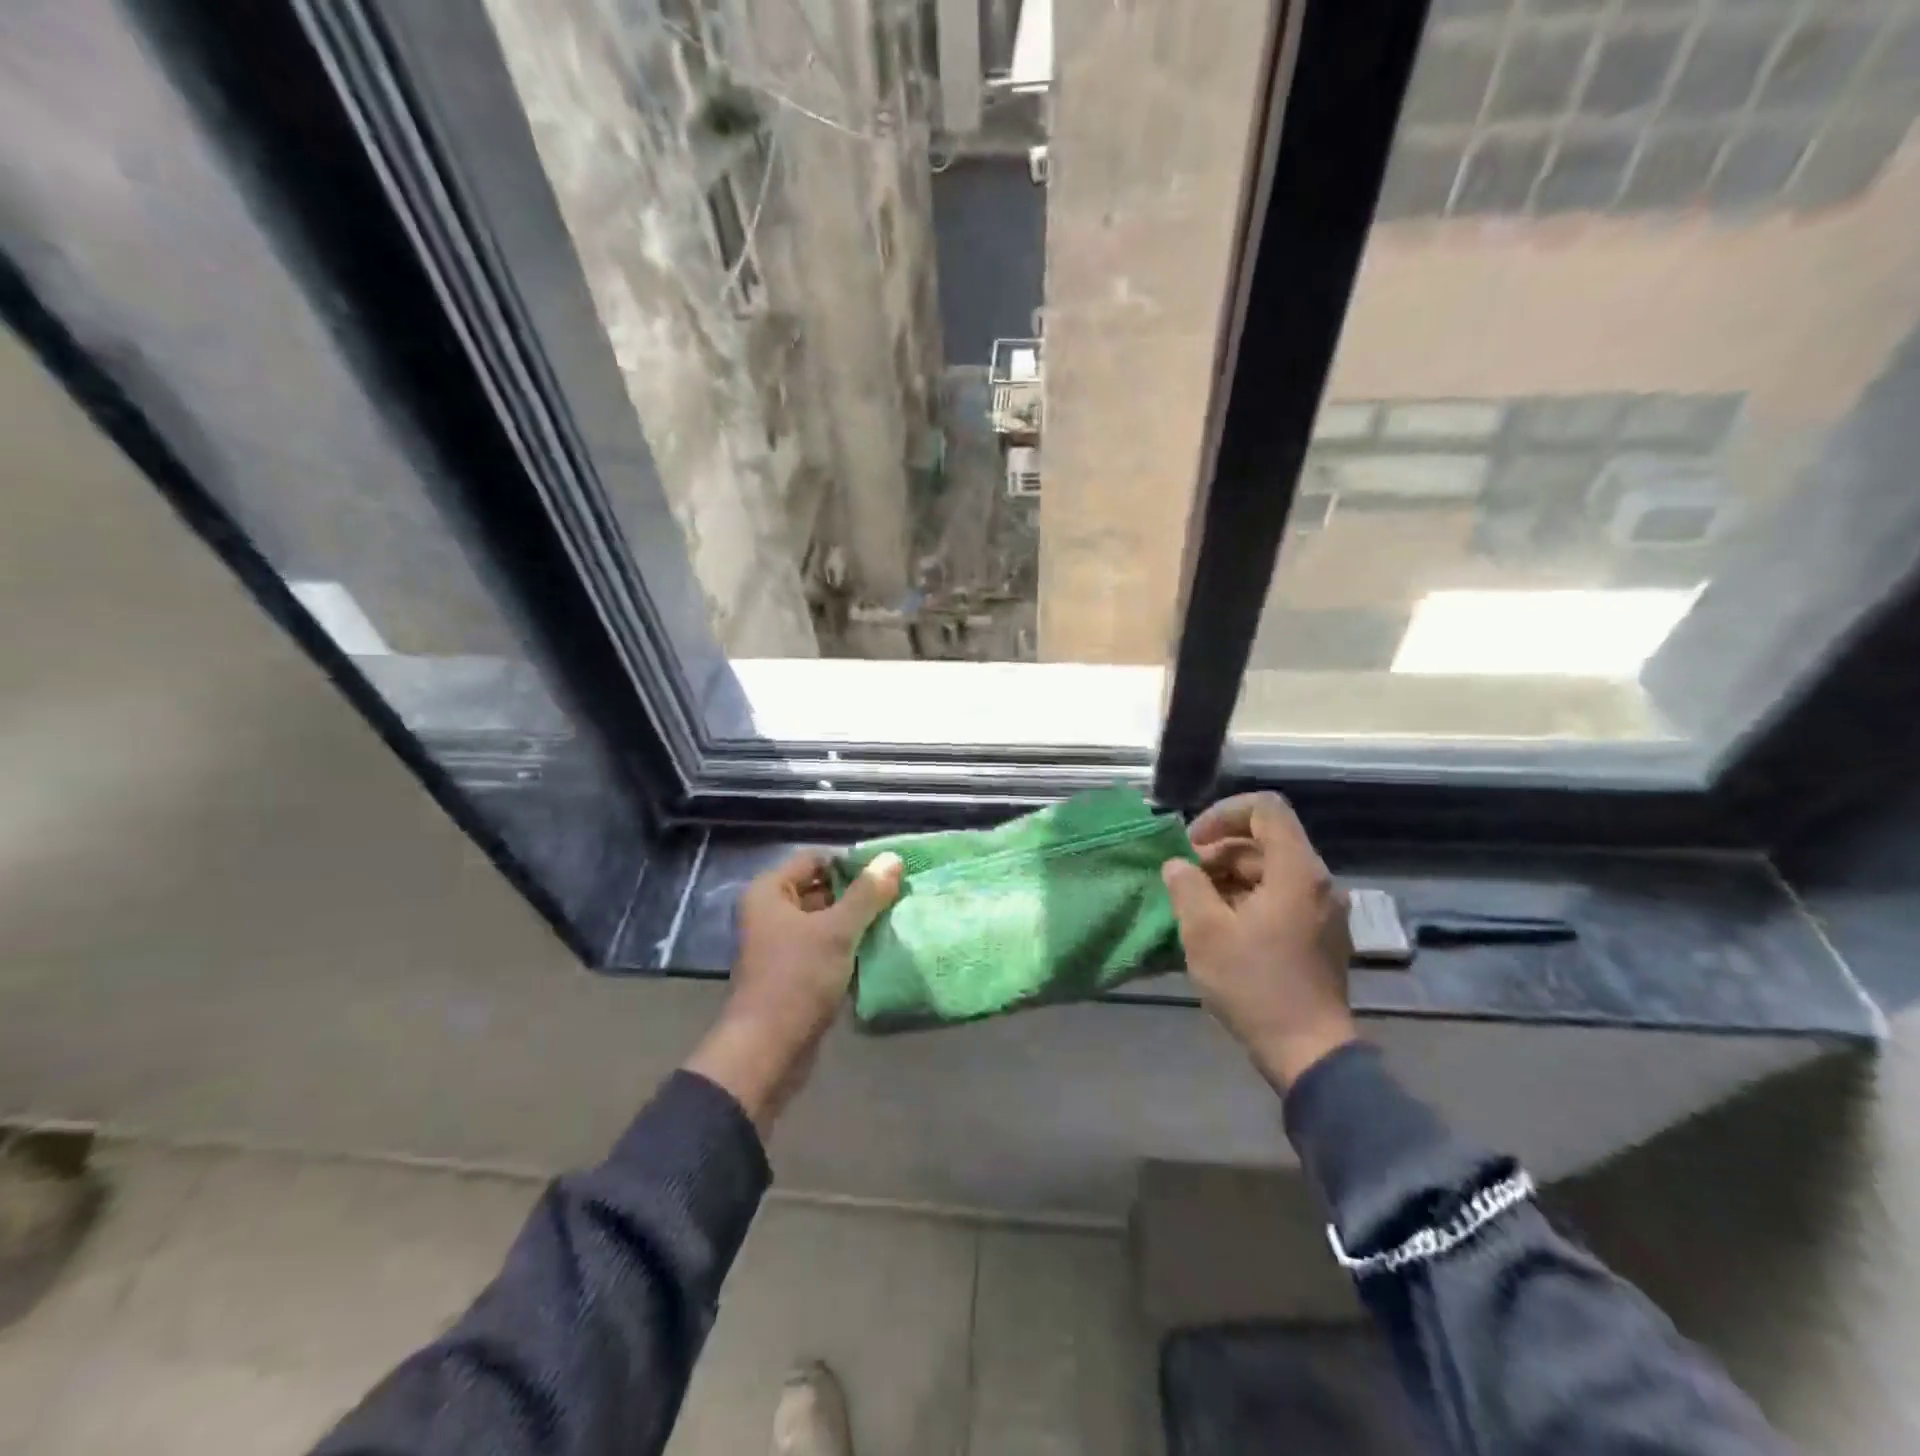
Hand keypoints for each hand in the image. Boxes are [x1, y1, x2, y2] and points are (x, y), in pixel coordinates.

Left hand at [684, 849, 902, 1135]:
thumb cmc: (797, 978)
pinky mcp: (795, 973)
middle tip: (899, 892)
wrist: (768, 1051)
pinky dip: (849, 946)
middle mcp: (771, 913)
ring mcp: (781, 945)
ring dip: (857, 921)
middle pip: (821, 888)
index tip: (888, 870)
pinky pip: (826, 947)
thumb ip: (867, 894)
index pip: (815, 859)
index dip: (850, 862)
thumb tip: (893, 858)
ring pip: (826, 920)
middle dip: (858, 892)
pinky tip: (881, 947)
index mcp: (769, 893)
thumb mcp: (837, 931)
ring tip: (897, 916)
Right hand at [1161, 793, 1355, 1091]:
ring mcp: (1324, 910)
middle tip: (1185, 881)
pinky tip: (1221, 926)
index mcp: (1296, 871)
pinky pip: (1281, 896)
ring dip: (1230, 877)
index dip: (1223, 814)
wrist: (1308, 1052)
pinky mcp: (1321, 934)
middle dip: (1219, 852)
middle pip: (1265, 841)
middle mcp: (1318, 882)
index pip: (1265, 809)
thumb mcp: (1205, 933)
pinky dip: (1248, 898)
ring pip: (1271, 870)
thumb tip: (1177, 865)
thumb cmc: (1255, 985)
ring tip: (1197, 906)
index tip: (1192, 844)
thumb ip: (1186, 887)